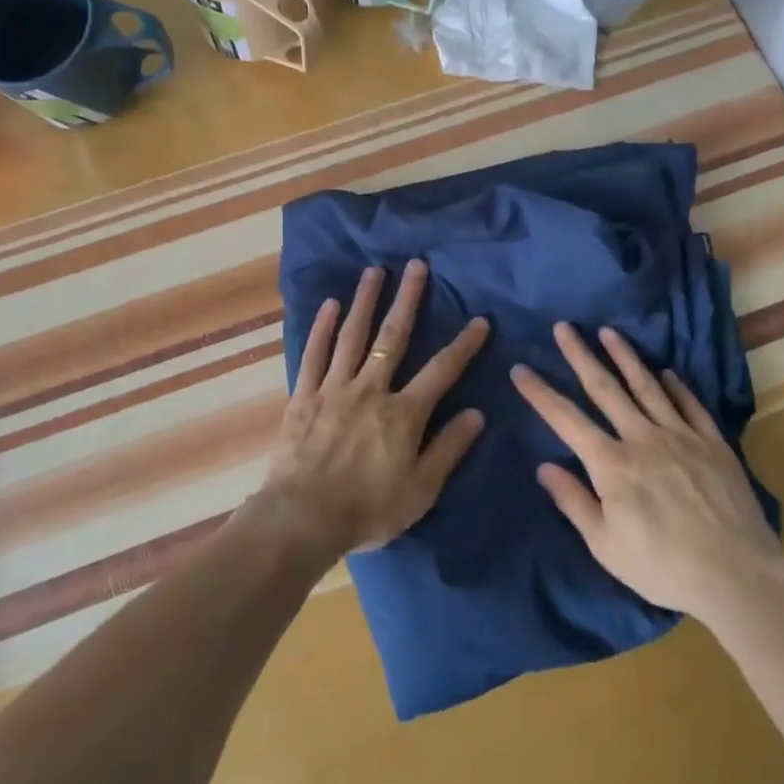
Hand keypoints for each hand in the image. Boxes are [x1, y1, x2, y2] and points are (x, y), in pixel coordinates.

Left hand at [258, 259, 489, 561]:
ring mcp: (334, 388)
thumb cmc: (368, 510)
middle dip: (408, 300)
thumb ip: (449, 449)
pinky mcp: (304, 396)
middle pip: (393, 337)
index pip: (441, 371)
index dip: (463, 345)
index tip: (480, 320)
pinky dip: (322, 328)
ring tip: (374, 271)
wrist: (304, 518)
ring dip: (365, 301)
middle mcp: (371, 389)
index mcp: (403, 413)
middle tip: (416, 266)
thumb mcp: (421, 490)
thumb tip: (476, 413)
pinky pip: (314, 355)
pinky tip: (330, 305)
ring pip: (353, 336)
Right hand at [511, 322, 783, 623]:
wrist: (738, 576)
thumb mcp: (605, 545)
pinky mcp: (713, 444)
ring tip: (608, 332)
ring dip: (625, 356)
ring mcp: (681, 436)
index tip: (520, 369)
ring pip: (647, 386)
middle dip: (580, 355)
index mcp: (611, 464)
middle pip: (605, 388)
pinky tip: (667, 371)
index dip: (539, 392)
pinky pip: (690, 405)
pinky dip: (676, 385)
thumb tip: (544, 466)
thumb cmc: (662, 567)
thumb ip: (573, 501)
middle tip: (563, 327)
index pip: (565, 418)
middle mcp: (642, 438)